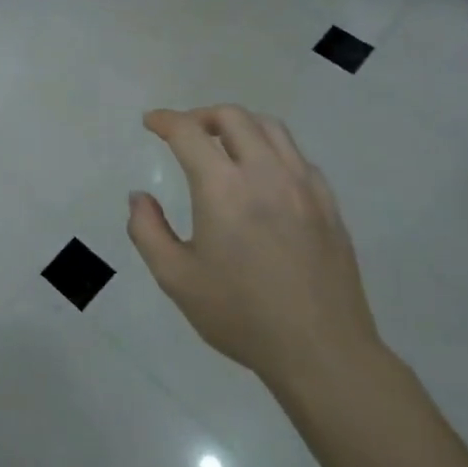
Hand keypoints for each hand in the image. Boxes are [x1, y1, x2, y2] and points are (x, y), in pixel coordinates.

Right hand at [127, 105, 383, 401]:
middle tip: (184, 133)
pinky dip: (271, 150)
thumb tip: (139, 197)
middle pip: (232, 117)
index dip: (165, 120)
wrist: (321, 351)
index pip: (189, 132)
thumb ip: (147, 231)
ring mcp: (303, 185)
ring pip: (270, 128)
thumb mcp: (176, 279)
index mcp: (223, 188)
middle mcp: (265, 173)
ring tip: (223, 144)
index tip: (151, 122)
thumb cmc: (241, 315)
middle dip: (201, 116)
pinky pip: (297, 156)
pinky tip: (263, 176)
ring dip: (239, 125)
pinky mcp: (328, 203)